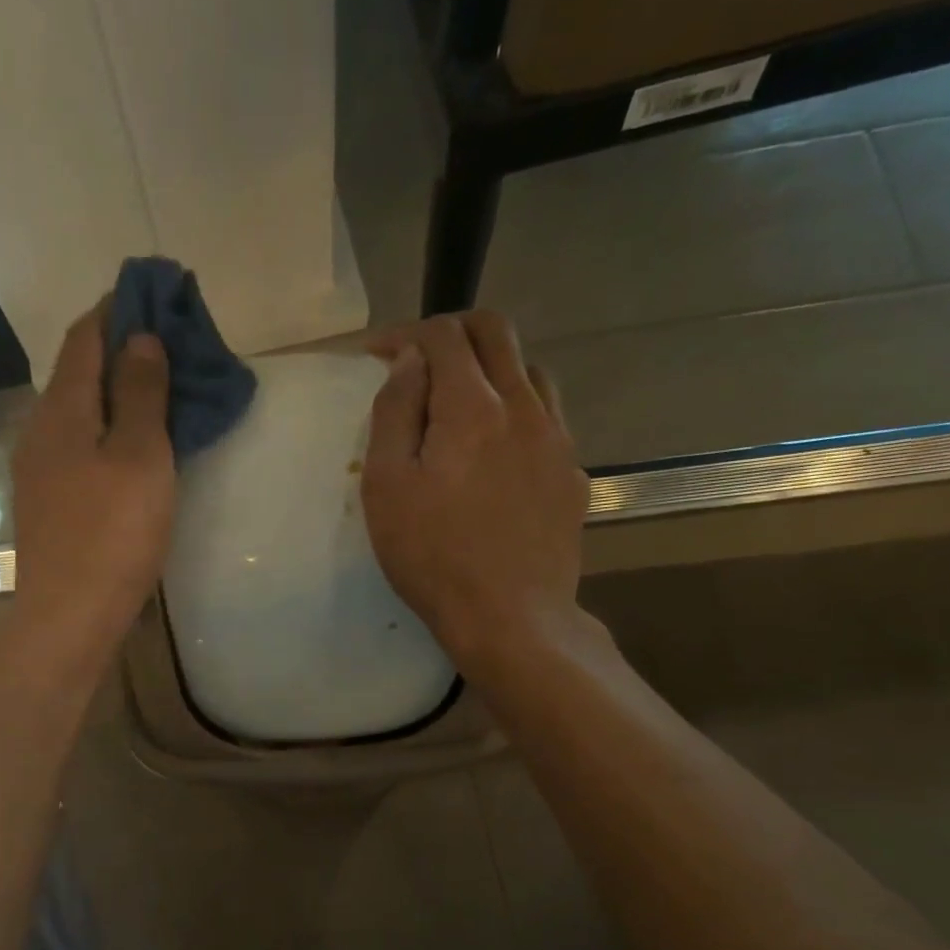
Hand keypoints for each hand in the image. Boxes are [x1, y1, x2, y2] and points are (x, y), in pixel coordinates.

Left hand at [8, 302, 175, 667]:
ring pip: (81, 412)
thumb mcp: (141, 457)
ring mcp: (40, 470)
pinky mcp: (49, 503)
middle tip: (171, 344)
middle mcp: (42, 430)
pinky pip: (81, 445)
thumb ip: (142, 394)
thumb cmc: (113, 535)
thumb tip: (139, 337)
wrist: (69, 617)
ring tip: (161, 391)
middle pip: (79, 371)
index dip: (118, 307)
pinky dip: (109, 429)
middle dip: (120, 348)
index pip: (86, 335)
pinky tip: (134, 446)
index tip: (156, 291)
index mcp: (63, 409)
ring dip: (117, 392)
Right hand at [361, 311, 591, 669]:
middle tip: (419, 359)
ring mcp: (557, 439)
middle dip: (452, 332)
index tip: (377, 353)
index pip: (442, 336)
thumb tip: (408, 361)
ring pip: (529, 370)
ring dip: (490, 367)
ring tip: (460, 402)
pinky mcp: (572, 473)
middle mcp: (524, 407)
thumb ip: (394, 414)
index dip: (405, 333)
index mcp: (472, 407)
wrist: (511, 617)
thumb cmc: (433, 557)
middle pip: (496, 333)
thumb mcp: (387, 488)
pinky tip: (497, 449)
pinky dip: (516, 410)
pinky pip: (547, 417)